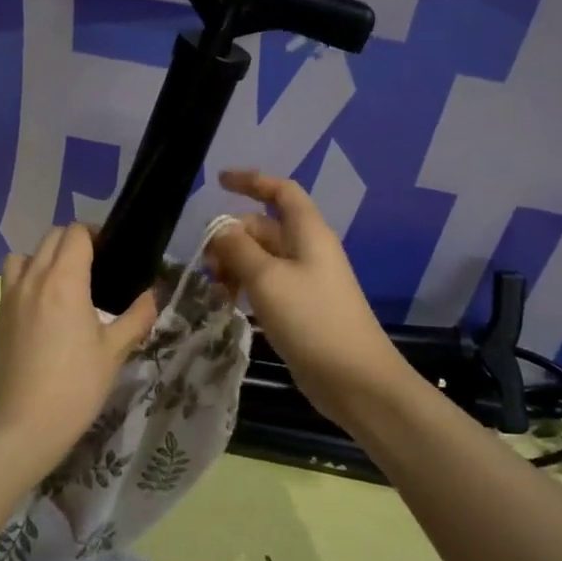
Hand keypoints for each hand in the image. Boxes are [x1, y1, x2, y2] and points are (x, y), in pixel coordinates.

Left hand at [0, 225, 158, 472]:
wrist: (23, 425)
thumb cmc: (76, 386)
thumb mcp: (115, 352)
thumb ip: (137, 317)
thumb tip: (152, 294)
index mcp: (64, 281)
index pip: (75, 233)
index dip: (95, 235)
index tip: (110, 254)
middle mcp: (33, 279)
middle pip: (50, 238)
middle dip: (72, 243)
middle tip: (93, 268)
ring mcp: (9, 298)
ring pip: (23, 257)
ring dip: (42, 259)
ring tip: (60, 286)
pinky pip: (10, 285)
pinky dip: (26, 284)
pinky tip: (41, 316)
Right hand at [205, 169, 409, 423]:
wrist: (354, 379)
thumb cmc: (312, 320)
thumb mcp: (267, 279)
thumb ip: (238, 249)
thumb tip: (220, 230)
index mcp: (308, 232)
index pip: (281, 191)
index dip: (252, 181)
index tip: (219, 182)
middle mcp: (308, 250)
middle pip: (264, 227)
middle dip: (232, 237)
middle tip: (207, 264)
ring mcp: (305, 280)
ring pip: (262, 258)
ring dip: (235, 264)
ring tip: (215, 288)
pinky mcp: (301, 308)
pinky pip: (267, 284)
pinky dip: (245, 286)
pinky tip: (229, 303)